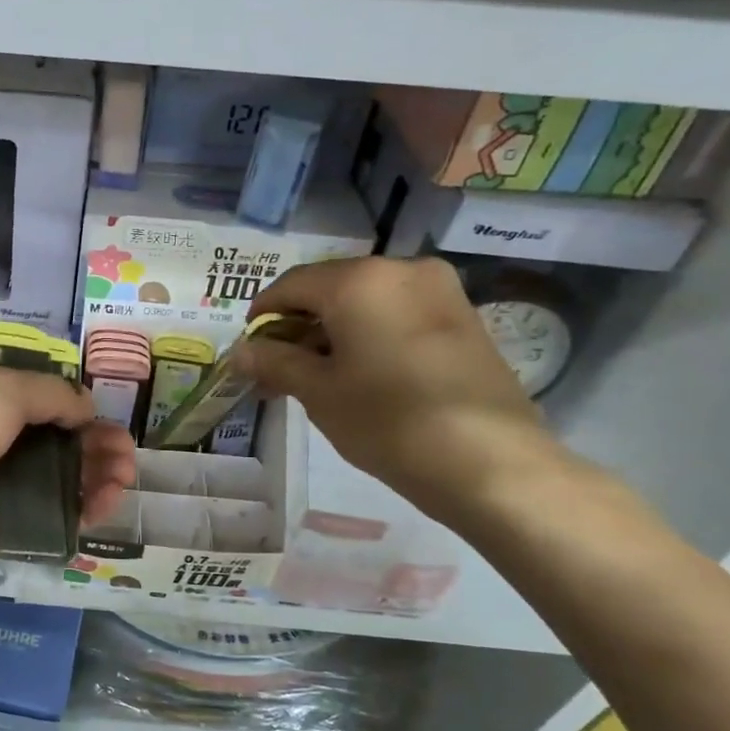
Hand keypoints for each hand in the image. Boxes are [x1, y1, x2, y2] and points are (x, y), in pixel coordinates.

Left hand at [0, 354, 136, 592]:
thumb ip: (51, 393)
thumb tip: (84, 406)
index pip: (26, 387)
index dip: (65, 397)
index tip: (96, 408)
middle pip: (48, 433)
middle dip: (91, 438)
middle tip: (124, 451)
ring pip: (54, 473)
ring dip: (94, 471)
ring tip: (124, 475)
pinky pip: (49, 512)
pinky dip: (80, 507)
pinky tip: (106, 502)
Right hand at [237, 257, 565, 522]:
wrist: (490, 462)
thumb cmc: (388, 421)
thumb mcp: (318, 392)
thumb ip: (274, 362)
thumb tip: (239, 351)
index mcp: (358, 280)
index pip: (291, 285)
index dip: (262, 315)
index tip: (249, 349)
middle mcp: (400, 268)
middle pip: (330, 288)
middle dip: (299, 325)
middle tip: (279, 368)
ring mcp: (438, 289)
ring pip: (365, 300)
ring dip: (333, 330)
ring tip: (317, 375)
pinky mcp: (462, 314)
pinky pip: (397, 312)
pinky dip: (369, 332)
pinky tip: (361, 371)